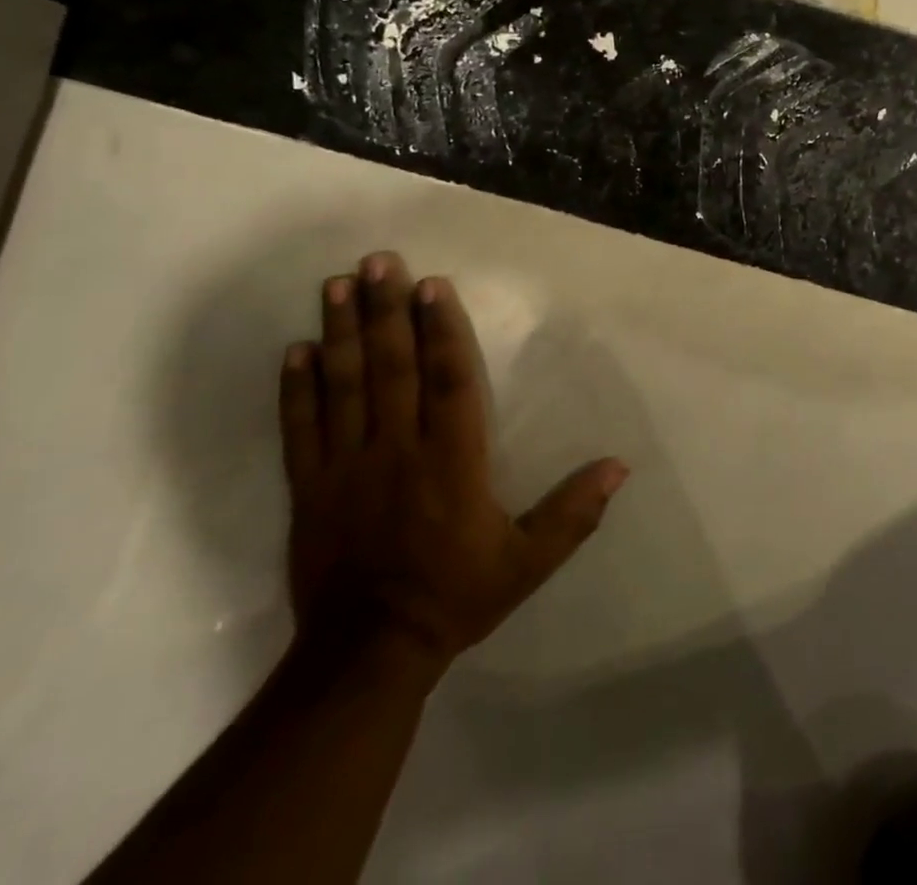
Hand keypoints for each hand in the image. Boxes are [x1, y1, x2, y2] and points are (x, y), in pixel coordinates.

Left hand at [278, 252, 626, 683]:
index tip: (432, 286)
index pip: (448, 381)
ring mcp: (347, 467)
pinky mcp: (311, 489)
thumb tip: (620, 466)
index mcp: (451, 462)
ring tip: (335, 286)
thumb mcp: (527, 562)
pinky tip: (296, 350)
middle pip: (392, 369)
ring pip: (344, 388)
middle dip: (385, 311)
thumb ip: (572, 512)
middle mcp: (397, 451)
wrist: (368, 654)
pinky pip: (301, 429)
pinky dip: (297, 388)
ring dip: (341, 333)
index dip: (441, 330)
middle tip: (377, 261)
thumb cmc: (455, 596)